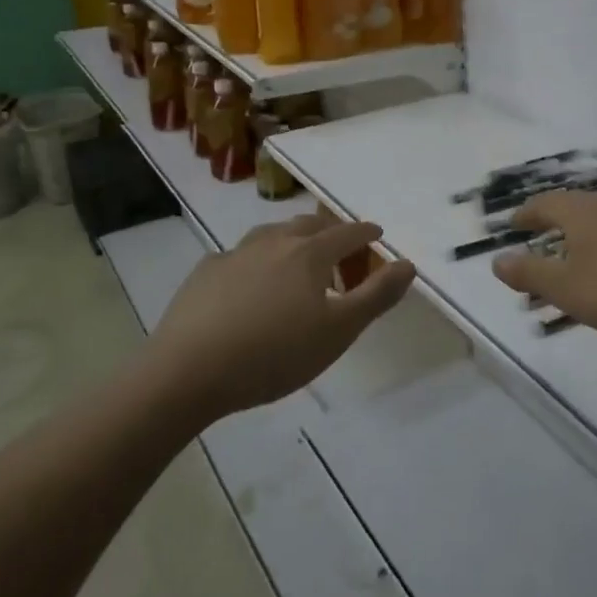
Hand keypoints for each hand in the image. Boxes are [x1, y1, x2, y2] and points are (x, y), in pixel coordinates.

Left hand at [149, 213, 417, 420]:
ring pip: (272, 234)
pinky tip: (249, 284)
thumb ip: (376, 295)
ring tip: (297, 262)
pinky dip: (256, 261)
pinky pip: (239, 256)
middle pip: (309, 225)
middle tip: (340, 253)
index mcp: (309, 253)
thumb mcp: (338, 331)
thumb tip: (407, 264)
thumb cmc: (274, 353)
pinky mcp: (205, 272)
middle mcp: (273, 242)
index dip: (366, 233)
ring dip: (292, 241)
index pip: (347, 233)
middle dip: (331, 233)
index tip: (377, 235)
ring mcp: (235, 254)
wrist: (189, 371)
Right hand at [490, 191, 596, 351]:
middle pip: (570, 205)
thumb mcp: (567, 289)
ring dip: (577, 232)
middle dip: (550, 219)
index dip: (525, 215)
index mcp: (579, 211)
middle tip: (535, 234)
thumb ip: (529, 274)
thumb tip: (496, 260)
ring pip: (596, 217)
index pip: (543, 204)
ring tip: (568, 251)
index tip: (512, 225)